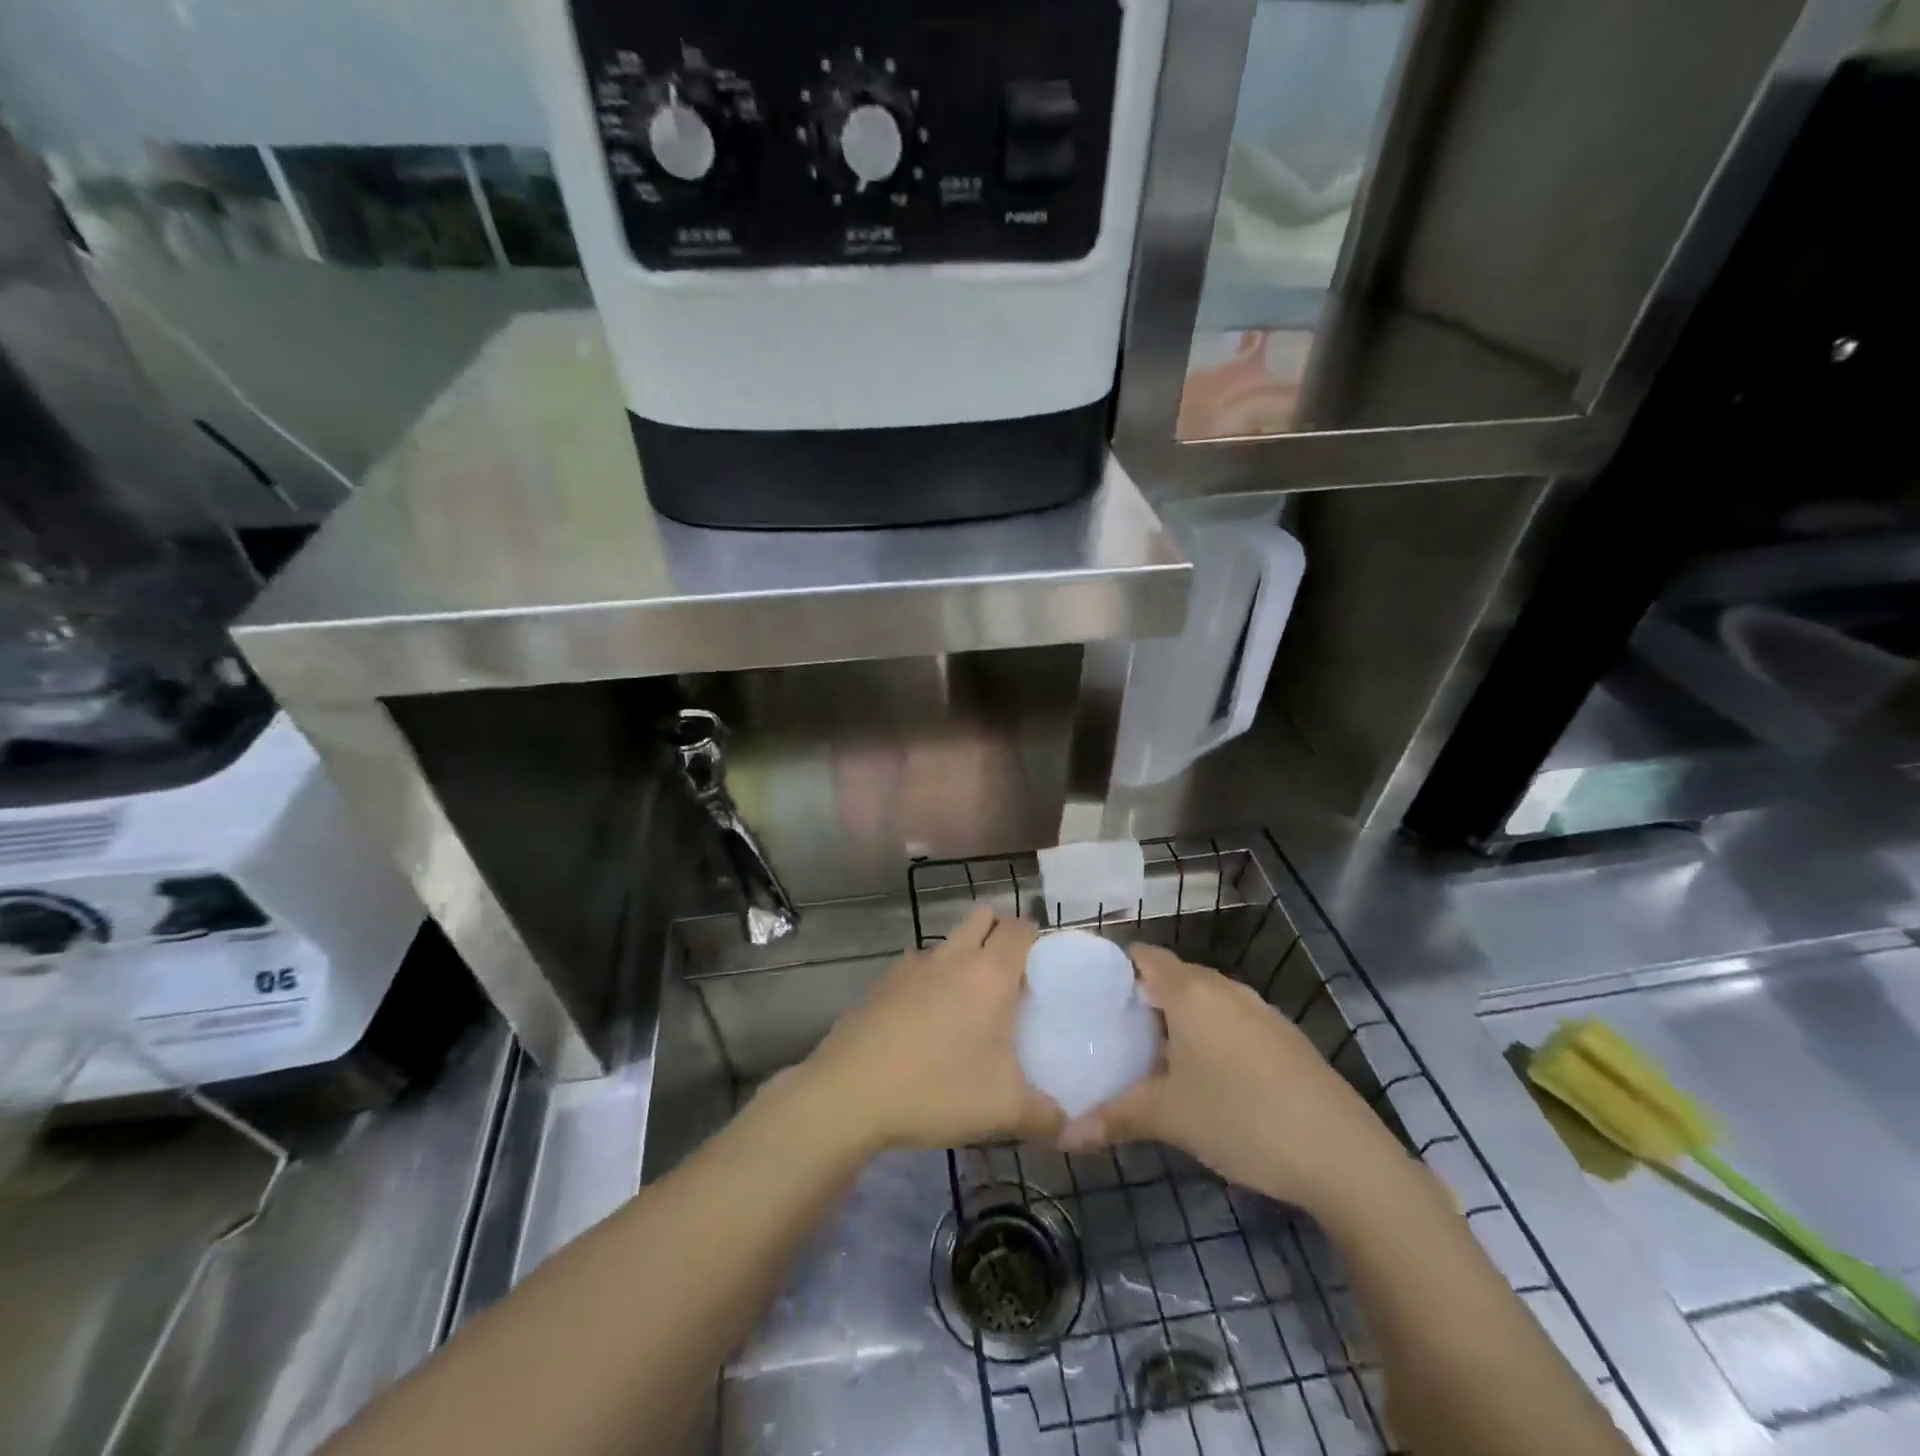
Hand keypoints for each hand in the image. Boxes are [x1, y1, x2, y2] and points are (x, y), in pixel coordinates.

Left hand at [798, 907, 1061, 1153]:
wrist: (850, 1094)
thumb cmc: (938, 1090)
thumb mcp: (1005, 1111)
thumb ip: (1048, 1116)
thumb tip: (1074, 1128)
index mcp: (989, 974)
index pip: (1020, 928)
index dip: (1036, 937)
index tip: (1044, 965)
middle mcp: (952, 957)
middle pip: (983, 917)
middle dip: (1001, 932)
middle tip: (1012, 975)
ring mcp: (912, 966)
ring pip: (948, 942)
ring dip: (964, 957)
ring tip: (969, 1004)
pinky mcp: (882, 983)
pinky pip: (918, 967)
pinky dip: (931, 981)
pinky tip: (926, 1023)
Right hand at [1059, 945, 1409, 1216]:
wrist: (1344, 1156)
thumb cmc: (1242, 1118)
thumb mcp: (1170, 1118)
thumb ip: (1115, 1118)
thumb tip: (1064, 1135)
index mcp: (1191, 992)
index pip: (1143, 956)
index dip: (1115, 970)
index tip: (1092, 999)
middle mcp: (1225, 989)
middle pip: (1174, 976)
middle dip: (1144, 999)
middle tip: (1115, 1033)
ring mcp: (1261, 1011)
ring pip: (1207, 1000)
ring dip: (1180, 1019)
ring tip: (1154, 1056)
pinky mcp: (1285, 1038)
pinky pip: (1233, 1020)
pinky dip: (1212, 1034)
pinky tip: (1208, 1077)